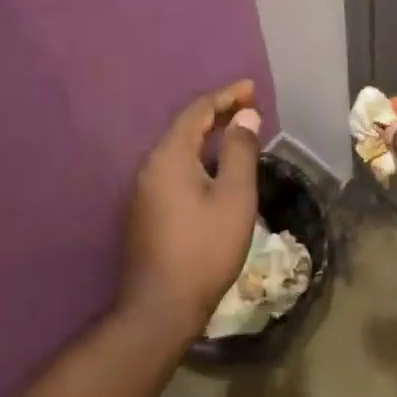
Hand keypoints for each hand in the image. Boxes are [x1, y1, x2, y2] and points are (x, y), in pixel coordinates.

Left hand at [119, 79, 262, 338]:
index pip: (198, 111)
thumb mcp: (234, 196)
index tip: (252, 88)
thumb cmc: (204, 248)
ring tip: (237, 134)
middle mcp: (150, 167)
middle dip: (218, 113)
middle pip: (186, 127)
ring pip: (179, 150)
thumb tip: (244, 115)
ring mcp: (144, 192)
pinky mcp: (146, 213)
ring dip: (208, 137)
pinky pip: (175, 170)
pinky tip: (216, 170)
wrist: (160, 309)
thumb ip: (240, 150)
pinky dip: (199, 158)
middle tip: (249, 107)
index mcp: (170, 156)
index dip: (227, 95)